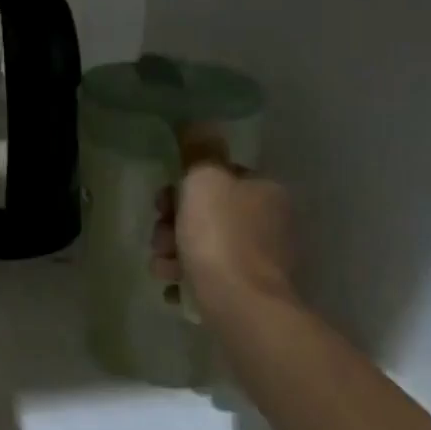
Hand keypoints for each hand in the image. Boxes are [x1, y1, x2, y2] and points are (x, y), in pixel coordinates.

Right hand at [154, 125, 295, 324]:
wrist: (241, 307)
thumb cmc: (220, 235)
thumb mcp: (204, 179)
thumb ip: (199, 149)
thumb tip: (198, 122)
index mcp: (265, 191)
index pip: (218, 177)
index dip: (183, 186)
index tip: (163, 202)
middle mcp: (270, 222)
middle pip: (206, 212)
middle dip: (173, 223)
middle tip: (160, 237)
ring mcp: (262, 260)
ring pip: (203, 244)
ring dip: (174, 251)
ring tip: (164, 267)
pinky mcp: (250, 292)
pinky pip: (209, 276)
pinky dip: (188, 277)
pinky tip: (174, 286)